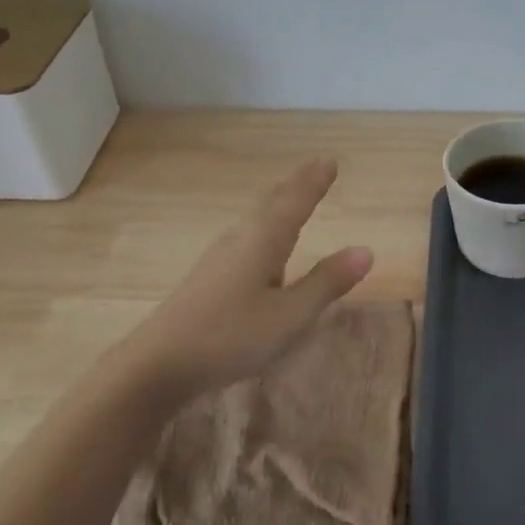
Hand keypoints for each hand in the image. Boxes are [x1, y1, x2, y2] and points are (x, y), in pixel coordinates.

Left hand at [125, 157, 373, 396]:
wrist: (158, 363)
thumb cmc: (232, 335)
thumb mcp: (290, 315)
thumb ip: (326, 283)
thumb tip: (365, 250)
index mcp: (263, 241)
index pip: (295, 202)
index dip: (314, 182)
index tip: (329, 160)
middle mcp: (240, 240)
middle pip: (271, 205)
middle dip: (295, 187)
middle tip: (314, 170)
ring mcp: (219, 259)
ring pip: (255, 222)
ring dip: (277, 206)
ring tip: (291, 199)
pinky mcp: (207, 279)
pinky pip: (245, 240)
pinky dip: (263, 230)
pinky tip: (260, 249)